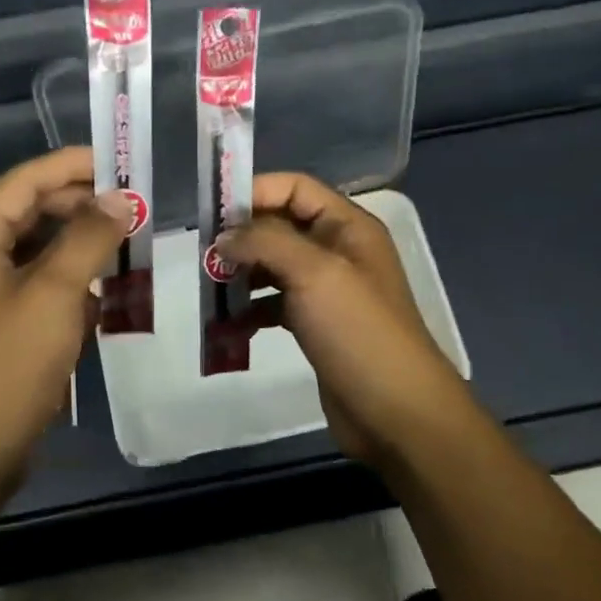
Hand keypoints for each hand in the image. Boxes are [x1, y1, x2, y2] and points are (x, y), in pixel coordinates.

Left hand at [0, 147, 130, 505]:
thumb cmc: (7, 364)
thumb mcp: (55, 294)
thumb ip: (88, 238)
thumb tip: (119, 199)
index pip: (25, 181)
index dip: (74, 166)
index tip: (123, 163)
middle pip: (31, 211)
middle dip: (82, 206)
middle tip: (136, 205)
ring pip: (39, 249)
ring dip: (82, 243)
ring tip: (130, 239)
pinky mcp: (1, 322)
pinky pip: (40, 283)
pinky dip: (72, 279)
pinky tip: (107, 286)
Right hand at [220, 173, 477, 469]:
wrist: (396, 412)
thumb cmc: (358, 332)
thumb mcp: (314, 273)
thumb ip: (266, 242)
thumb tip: (223, 237)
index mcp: (347, 227)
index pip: (294, 188)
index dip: (254, 192)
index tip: (211, 213)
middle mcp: (338, 251)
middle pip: (280, 226)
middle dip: (242, 237)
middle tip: (204, 257)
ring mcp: (328, 290)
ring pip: (275, 267)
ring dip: (242, 275)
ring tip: (210, 291)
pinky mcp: (317, 326)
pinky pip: (276, 304)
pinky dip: (252, 310)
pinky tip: (230, 325)